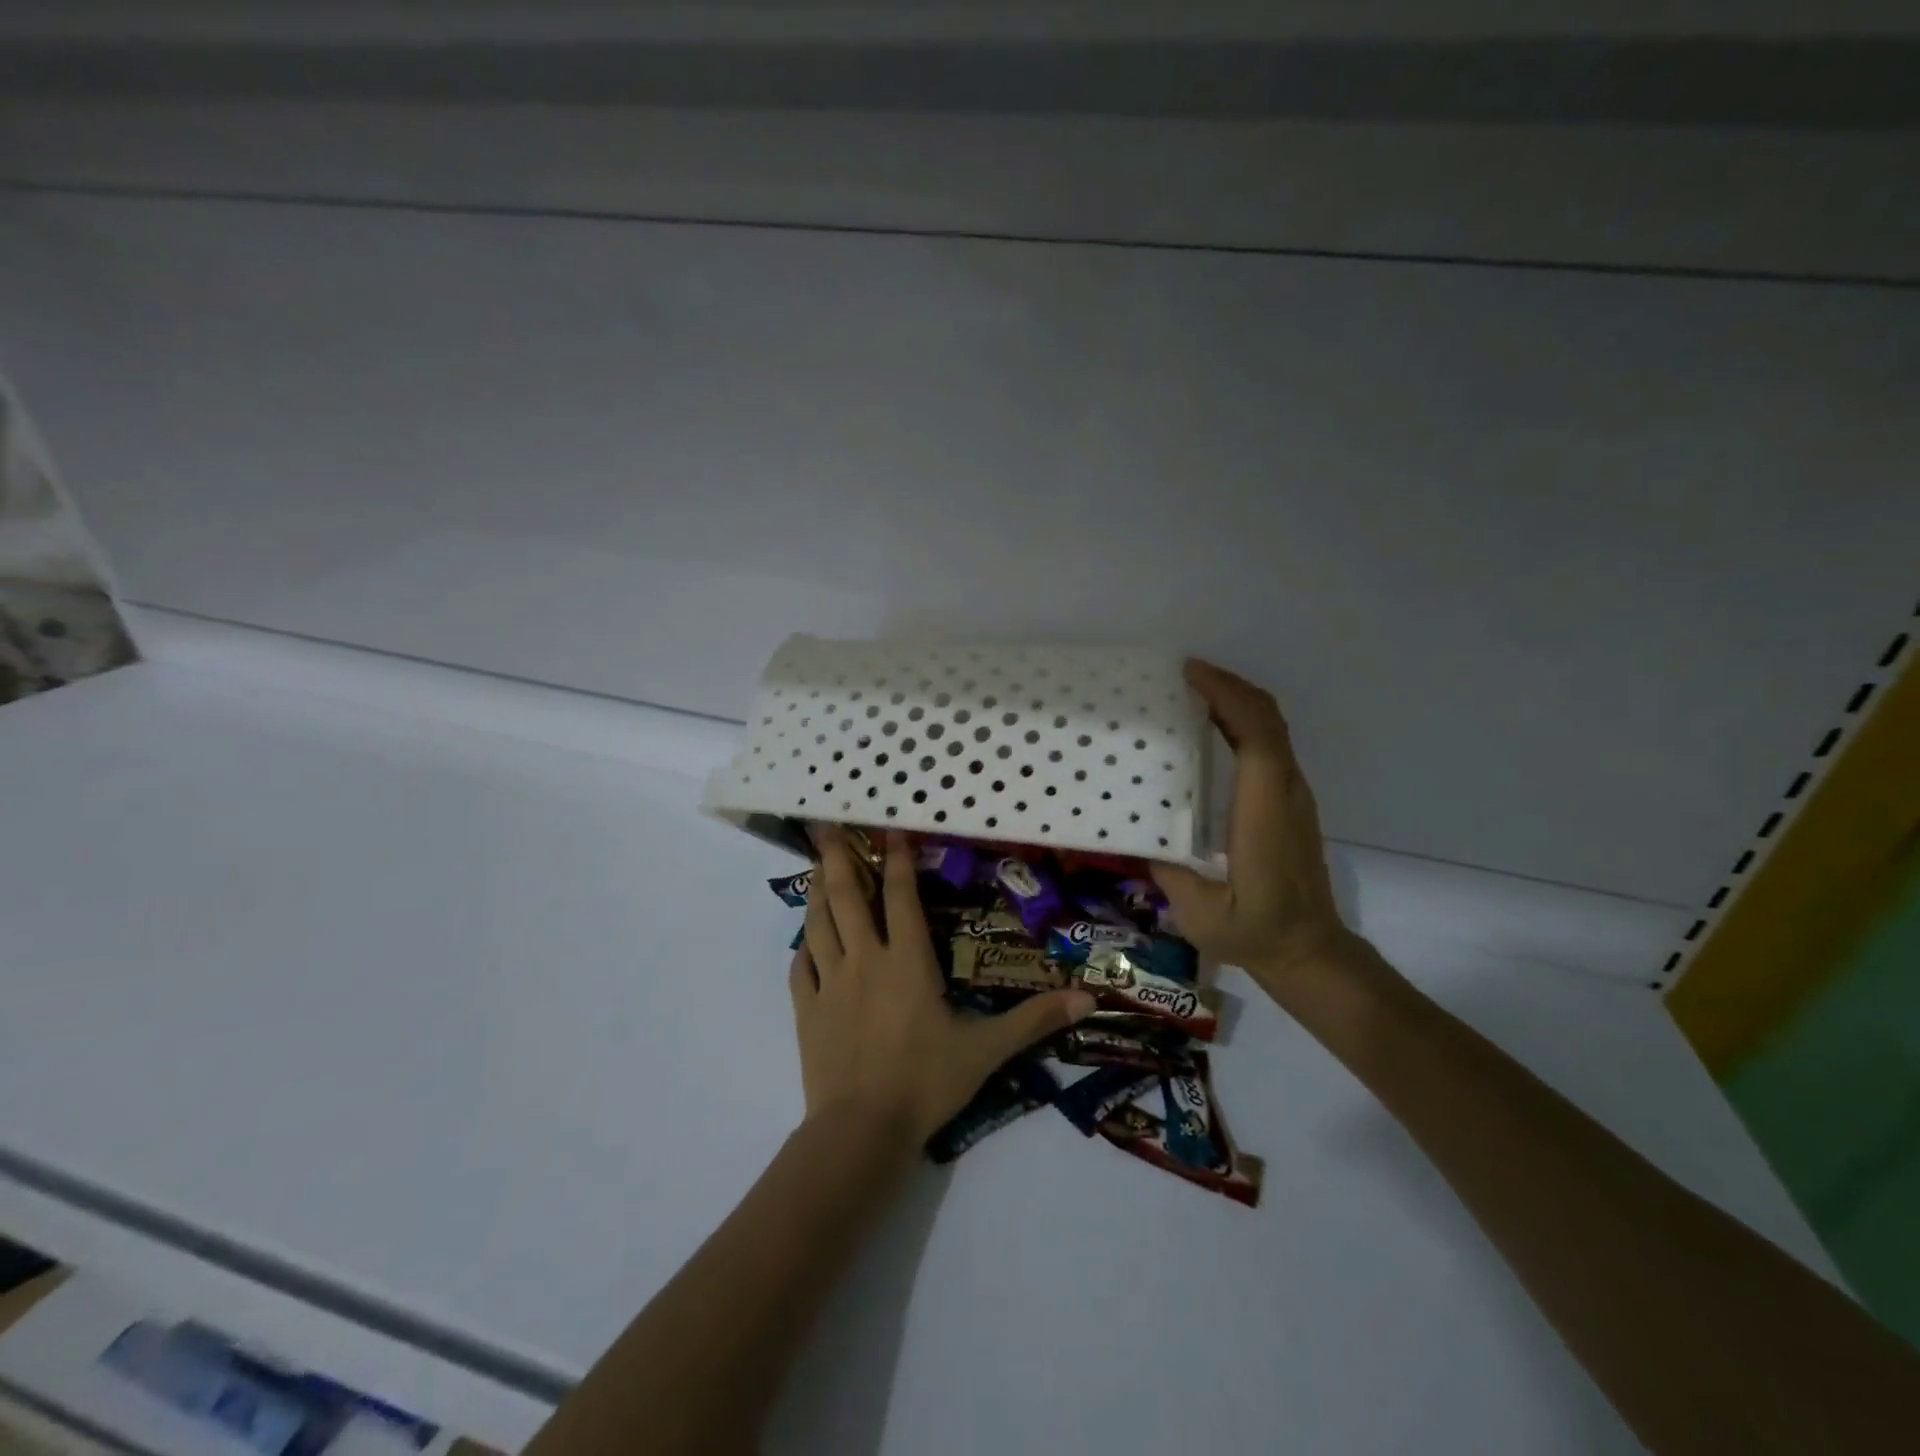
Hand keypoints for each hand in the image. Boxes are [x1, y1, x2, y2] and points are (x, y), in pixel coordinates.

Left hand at [791, 826, 1094, 1144]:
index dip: (896, 859)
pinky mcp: (807, 1011)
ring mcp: (830, 984)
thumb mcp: (986, 1050)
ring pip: (818, 924)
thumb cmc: (926, 1082)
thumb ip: (1033, 1020)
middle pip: (847, 897)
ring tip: (817, 868)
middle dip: (839, 859)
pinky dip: (802, 947)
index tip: (890, 829)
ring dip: (817, 892)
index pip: (900, 896)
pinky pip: (800, 968)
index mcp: (907, 960)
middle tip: (827, 829)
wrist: (862, 1130)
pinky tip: (805, 940)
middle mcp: (865, 960)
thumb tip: (1088, 999)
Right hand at [1152, 659, 1375, 1009]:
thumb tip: (1133, 830)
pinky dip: (1241, 720)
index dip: (1227, 697)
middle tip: (1183, 675)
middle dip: (1229, 686)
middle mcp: (1286, 793)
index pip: (1257, 737)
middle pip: (1268, 719)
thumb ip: (1166, 869)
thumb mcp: (1199, 913)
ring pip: (1272, 728)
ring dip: (1236, 700)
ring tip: (1191, 692)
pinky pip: (1270, 744)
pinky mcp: (1289, 801)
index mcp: (1264, 813)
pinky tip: (1209, 726)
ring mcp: (1293, 795)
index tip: (1189, 675)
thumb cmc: (1255, 933)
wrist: (1310, 951)